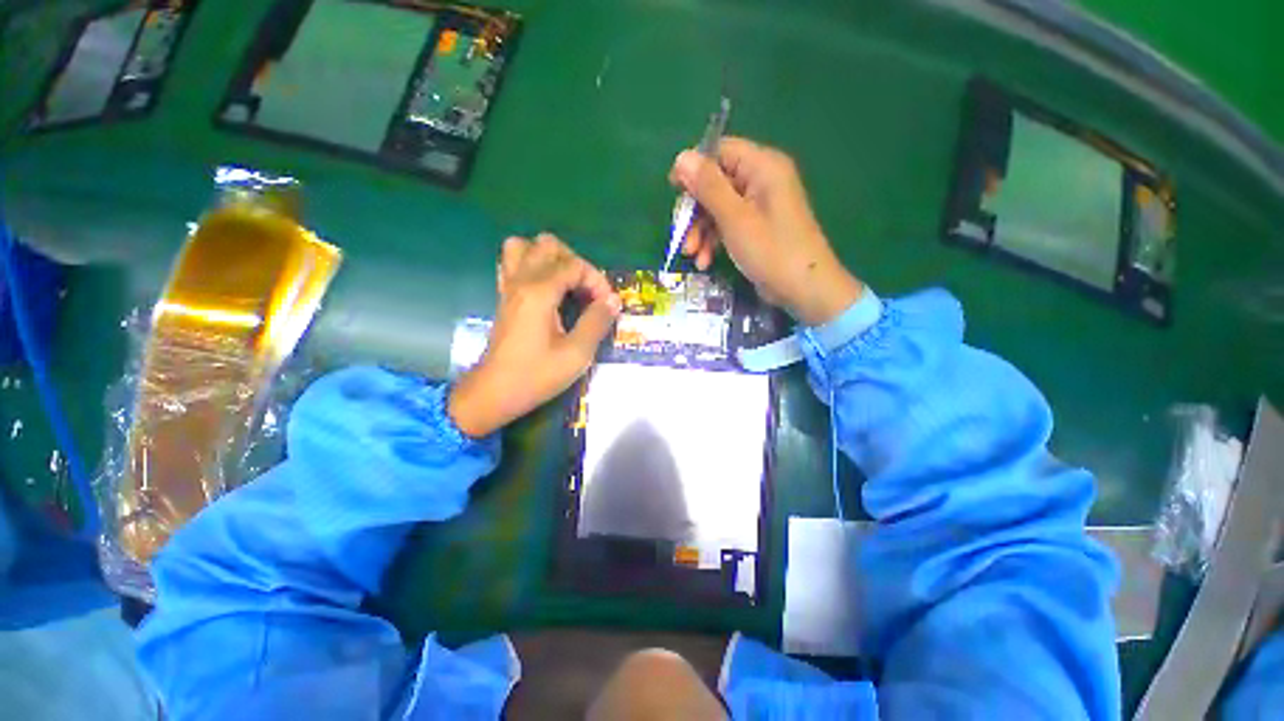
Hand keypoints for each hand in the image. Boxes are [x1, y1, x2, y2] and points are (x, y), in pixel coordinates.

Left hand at [449, 234, 620, 437]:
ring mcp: (508, 287)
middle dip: (575, 263)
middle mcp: (521, 281)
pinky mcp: (504, 297)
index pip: (574, 265)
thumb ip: (597, 322)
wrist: (494, 393)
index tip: (607, 305)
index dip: (597, 280)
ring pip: (524, 246)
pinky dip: (532, 266)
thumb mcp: (576, 354)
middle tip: (587, 291)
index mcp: (539, 292)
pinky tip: (547, 288)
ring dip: (550, 259)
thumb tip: (613, 300)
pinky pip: (513, 263)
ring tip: (566, 284)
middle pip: (548, 245)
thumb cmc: (536, 376)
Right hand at [669, 137, 862, 325]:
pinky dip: (714, 241)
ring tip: (693, 255)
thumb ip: (708, 187)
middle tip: (682, 236)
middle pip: (715, 183)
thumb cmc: (771, 250)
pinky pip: (727, 225)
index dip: (694, 169)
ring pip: (718, 208)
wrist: (804, 289)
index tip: (674, 192)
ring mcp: (759, 206)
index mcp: (762, 167)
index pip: (720, 152)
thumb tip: (682, 157)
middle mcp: (761, 180)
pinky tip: (705, 262)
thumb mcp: (734, 218)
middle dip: (695, 212)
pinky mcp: (756, 228)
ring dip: (701, 231)